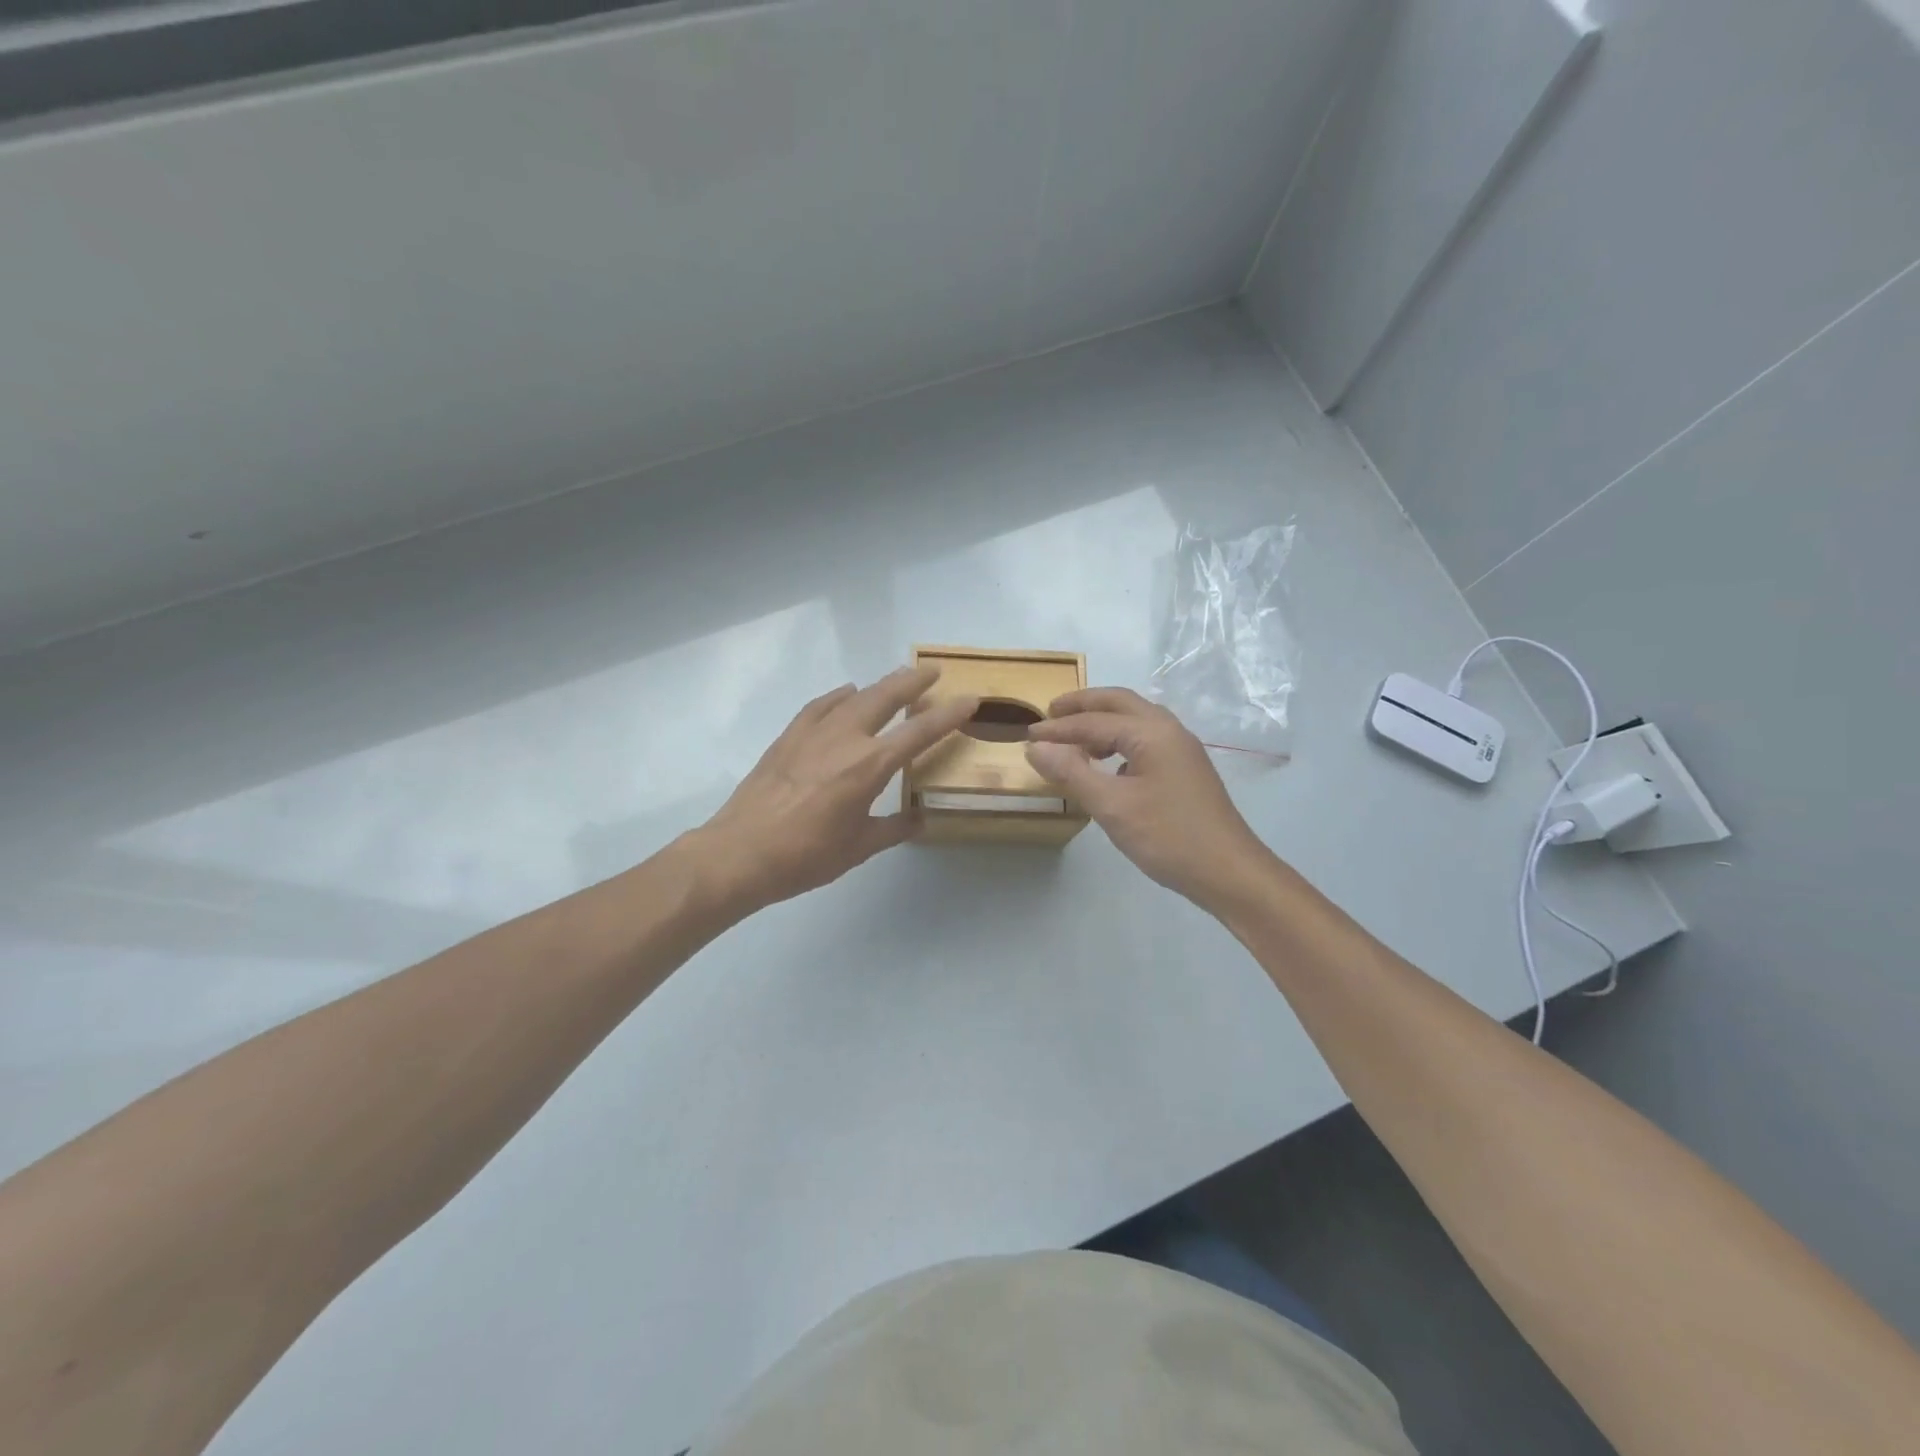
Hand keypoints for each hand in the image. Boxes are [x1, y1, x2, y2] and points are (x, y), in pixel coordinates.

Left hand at [693, 666, 979, 912]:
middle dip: (913, 681)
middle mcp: (846, 739)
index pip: (920, 732)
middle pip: (886, 697)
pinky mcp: (788, 736)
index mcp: (870, 767)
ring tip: (896, 679)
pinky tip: (845, 694)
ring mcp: (813, 733)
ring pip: (854, 696)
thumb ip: (893, 829)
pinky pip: (820, 706)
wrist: (740, 852)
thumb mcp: (858, 848)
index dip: (949, 715)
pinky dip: (838, 696)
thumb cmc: (805, 856)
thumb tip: (919, 819)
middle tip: (932, 671)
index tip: (969, 699)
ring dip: (880, 685)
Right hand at [1026, 687, 1273, 908]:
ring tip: (1074, 738)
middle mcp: (1169, 730)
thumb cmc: (1168, 837)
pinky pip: (1146, 740)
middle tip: (1051, 713)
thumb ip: (1071, 772)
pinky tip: (1108, 766)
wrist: (1229, 872)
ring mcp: (1182, 749)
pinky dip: (1119, 741)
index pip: (1094, 721)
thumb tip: (1036, 747)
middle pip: (1120, 703)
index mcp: (1151, 732)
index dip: (1058, 728)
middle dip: (1083, 705)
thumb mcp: (1112, 806)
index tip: (1027, 735)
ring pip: (1136, 719)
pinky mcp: (1186, 769)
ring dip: (1103, 721)